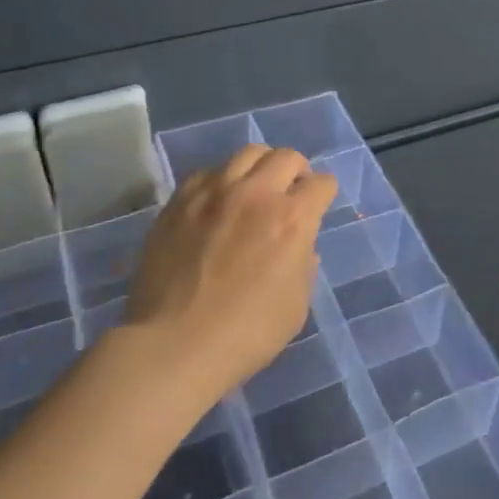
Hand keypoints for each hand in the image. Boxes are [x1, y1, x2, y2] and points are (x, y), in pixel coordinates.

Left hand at [126, 145, 335, 404]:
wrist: (174, 345)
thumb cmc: (246, 334)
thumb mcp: (297, 305)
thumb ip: (304, 265)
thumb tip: (300, 246)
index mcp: (292, 219)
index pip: (321, 183)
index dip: (324, 194)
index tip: (318, 206)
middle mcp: (256, 193)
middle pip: (287, 157)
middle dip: (297, 172)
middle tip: (290, 193)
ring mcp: (214, 192)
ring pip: (247, 153)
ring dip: (260, 167)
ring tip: (254, 189)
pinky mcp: (180, 200)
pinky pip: (208, 172)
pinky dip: (221, 180)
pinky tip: (217, 203)